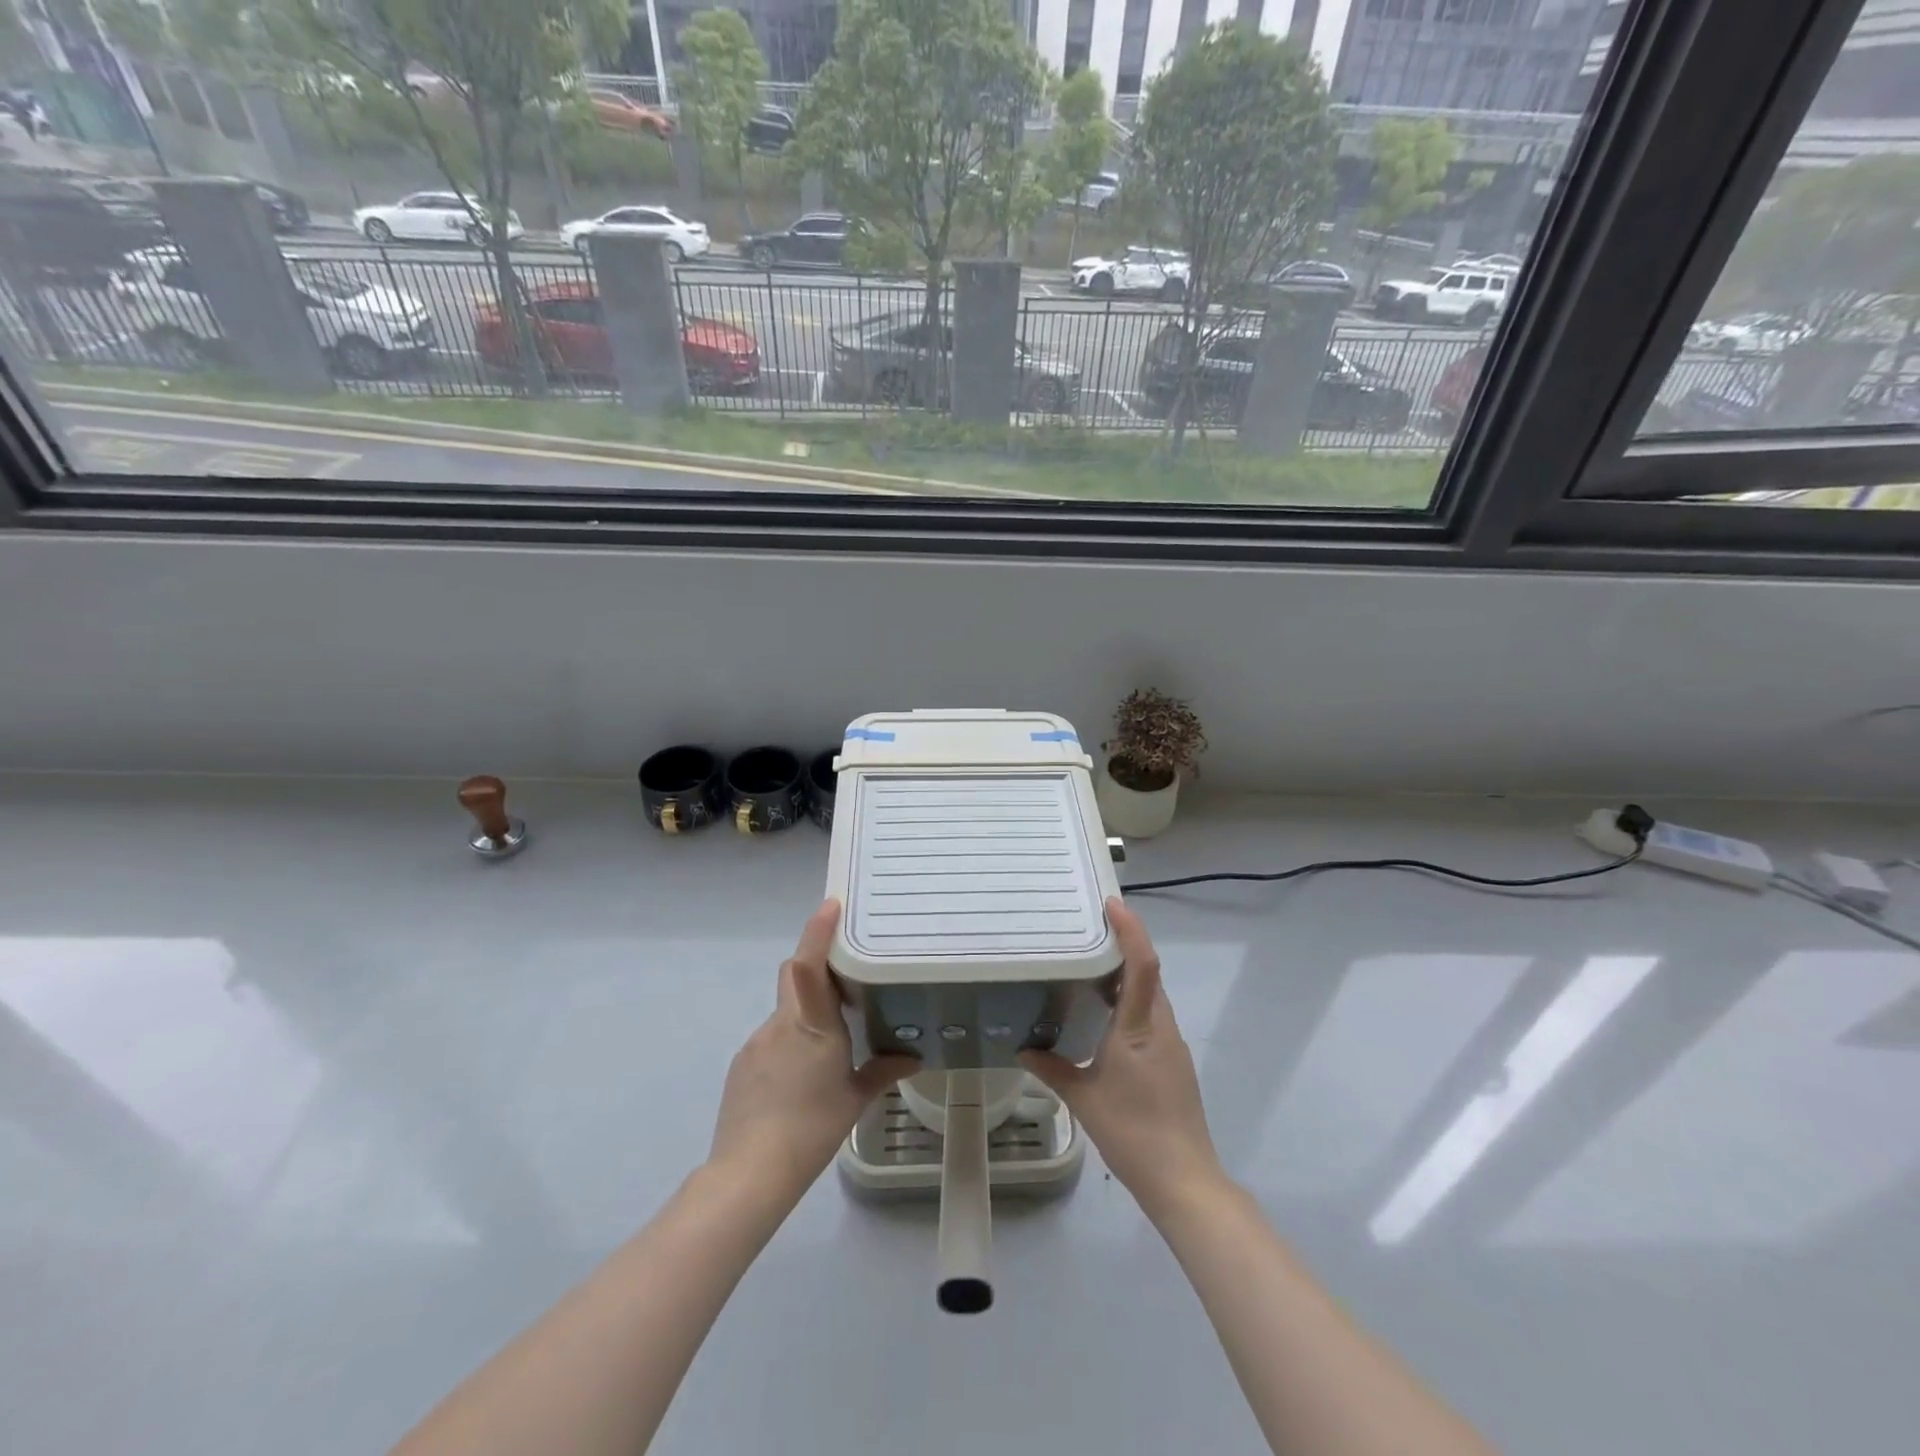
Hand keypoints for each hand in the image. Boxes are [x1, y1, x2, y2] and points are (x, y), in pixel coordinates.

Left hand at [707, 900, 917, 1208]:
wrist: (749, 1172)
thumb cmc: (812, 1128)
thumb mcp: (854, 1100)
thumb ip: (883, 1071)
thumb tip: (914, 1057)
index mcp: (812, 1025)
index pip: (810, 964)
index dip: (818, 931)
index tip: (831, 905)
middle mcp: (781, 1023)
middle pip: (795, 977)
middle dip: (816, 970)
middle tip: (845, 983)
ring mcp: (757, 1042)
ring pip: (786, 1010)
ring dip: (805, 1014)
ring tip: (827, 1048)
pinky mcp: (743, 1063)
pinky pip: (771, 1037)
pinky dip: (789, 1042)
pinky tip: (799, 1077)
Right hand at [1021, 897, 1223, 1220]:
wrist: (1183, 1179)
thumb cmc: (1132, 1132)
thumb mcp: (1083, 1100)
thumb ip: (1052, 1069)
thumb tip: (1022, 1050)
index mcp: (1139, 1028)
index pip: (1142, 965)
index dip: (1131, 930)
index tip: (1112, 904)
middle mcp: (1161, 1027)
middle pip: (1148, 973)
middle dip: (1124, 945)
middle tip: (1088, 929)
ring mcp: (1171, 1044)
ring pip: (1151, 995)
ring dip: (1127, 975)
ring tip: (1090, 967)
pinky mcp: (1174, 1061)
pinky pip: (1152, 1015)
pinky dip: (1131, 1001)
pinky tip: (1106, 1016)